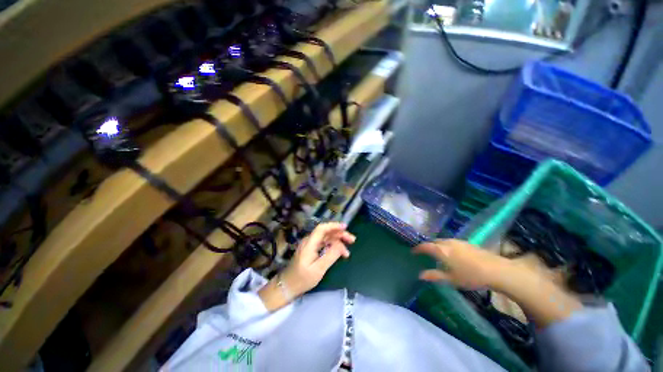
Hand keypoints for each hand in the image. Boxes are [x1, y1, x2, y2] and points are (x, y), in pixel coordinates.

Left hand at [259, 222, 354, 310]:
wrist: (287, 286)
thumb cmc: (302, 279)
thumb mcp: (318, 269)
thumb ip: (330, 255)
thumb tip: (341, 245)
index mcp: (310, 243)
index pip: (322, 228)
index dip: (334, 226)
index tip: (345, 227)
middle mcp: (310, 241)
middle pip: (326, 232)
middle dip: (340, 234)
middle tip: (352, 240)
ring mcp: (310, 245)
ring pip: (326, 238)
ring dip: (338, 241)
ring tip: (347, 251)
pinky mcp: (311, 250)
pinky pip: (324, 244)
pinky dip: (333, 247)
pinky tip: (339, 253)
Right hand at [414, 239, 511, 289]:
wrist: (495, 270)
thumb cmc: (470, 276)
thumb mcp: (451, 279)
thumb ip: (434, 275)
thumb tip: (420, 275)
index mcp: (441, 250)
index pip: (425, 246)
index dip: (418, 248)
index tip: (413, 252)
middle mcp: (447, 243)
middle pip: (434, 242)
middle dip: (428, 246)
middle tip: (425, 253)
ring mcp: (458, 241)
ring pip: (443, 241)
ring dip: (437, 245)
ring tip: (437, 253)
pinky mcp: (467, 243)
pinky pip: (451, 242)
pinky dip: (446, 245)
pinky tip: (452, 253)